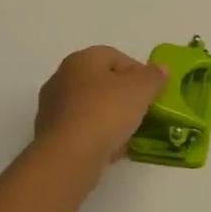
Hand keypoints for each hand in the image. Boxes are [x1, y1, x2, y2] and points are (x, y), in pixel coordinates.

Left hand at [34, 46, 167, 164]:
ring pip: (90, 106)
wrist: (70, 155)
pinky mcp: (50, 134)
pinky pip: (80, 128)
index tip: (152, 92)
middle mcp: (62, 77)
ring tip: (128, 134)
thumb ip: (154, 77)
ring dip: (109, 117)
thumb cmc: (106, 112)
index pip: (115, 57)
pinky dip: (96, 135)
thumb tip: (160, 69)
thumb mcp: (141, 90)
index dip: (138, 72)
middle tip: (141, 111)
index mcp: (82, 60)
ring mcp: (52, 107)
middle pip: (101, 82)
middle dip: (123, 95)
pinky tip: (110, 149)